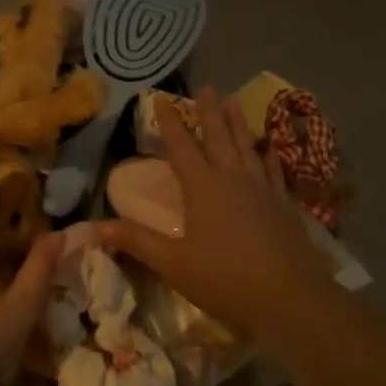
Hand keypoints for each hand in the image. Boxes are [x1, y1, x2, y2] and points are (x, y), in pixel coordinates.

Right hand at [98, 89, 331, 343]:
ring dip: (239, 123)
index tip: (161, 99)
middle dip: (209, 112)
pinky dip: (269, 155)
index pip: (181, 147)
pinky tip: (269, 148)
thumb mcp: (174, 264)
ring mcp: (262, 188)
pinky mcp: (283, 204)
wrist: (290, 298)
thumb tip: (95, 226)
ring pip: (247, 146)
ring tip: (234, 102)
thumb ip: (137, 241)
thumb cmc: (225, 280)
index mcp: (203, 187)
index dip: (170, 123)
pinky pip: (273, 170)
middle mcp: (232, 178)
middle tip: (206, 88)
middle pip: (218, 137)